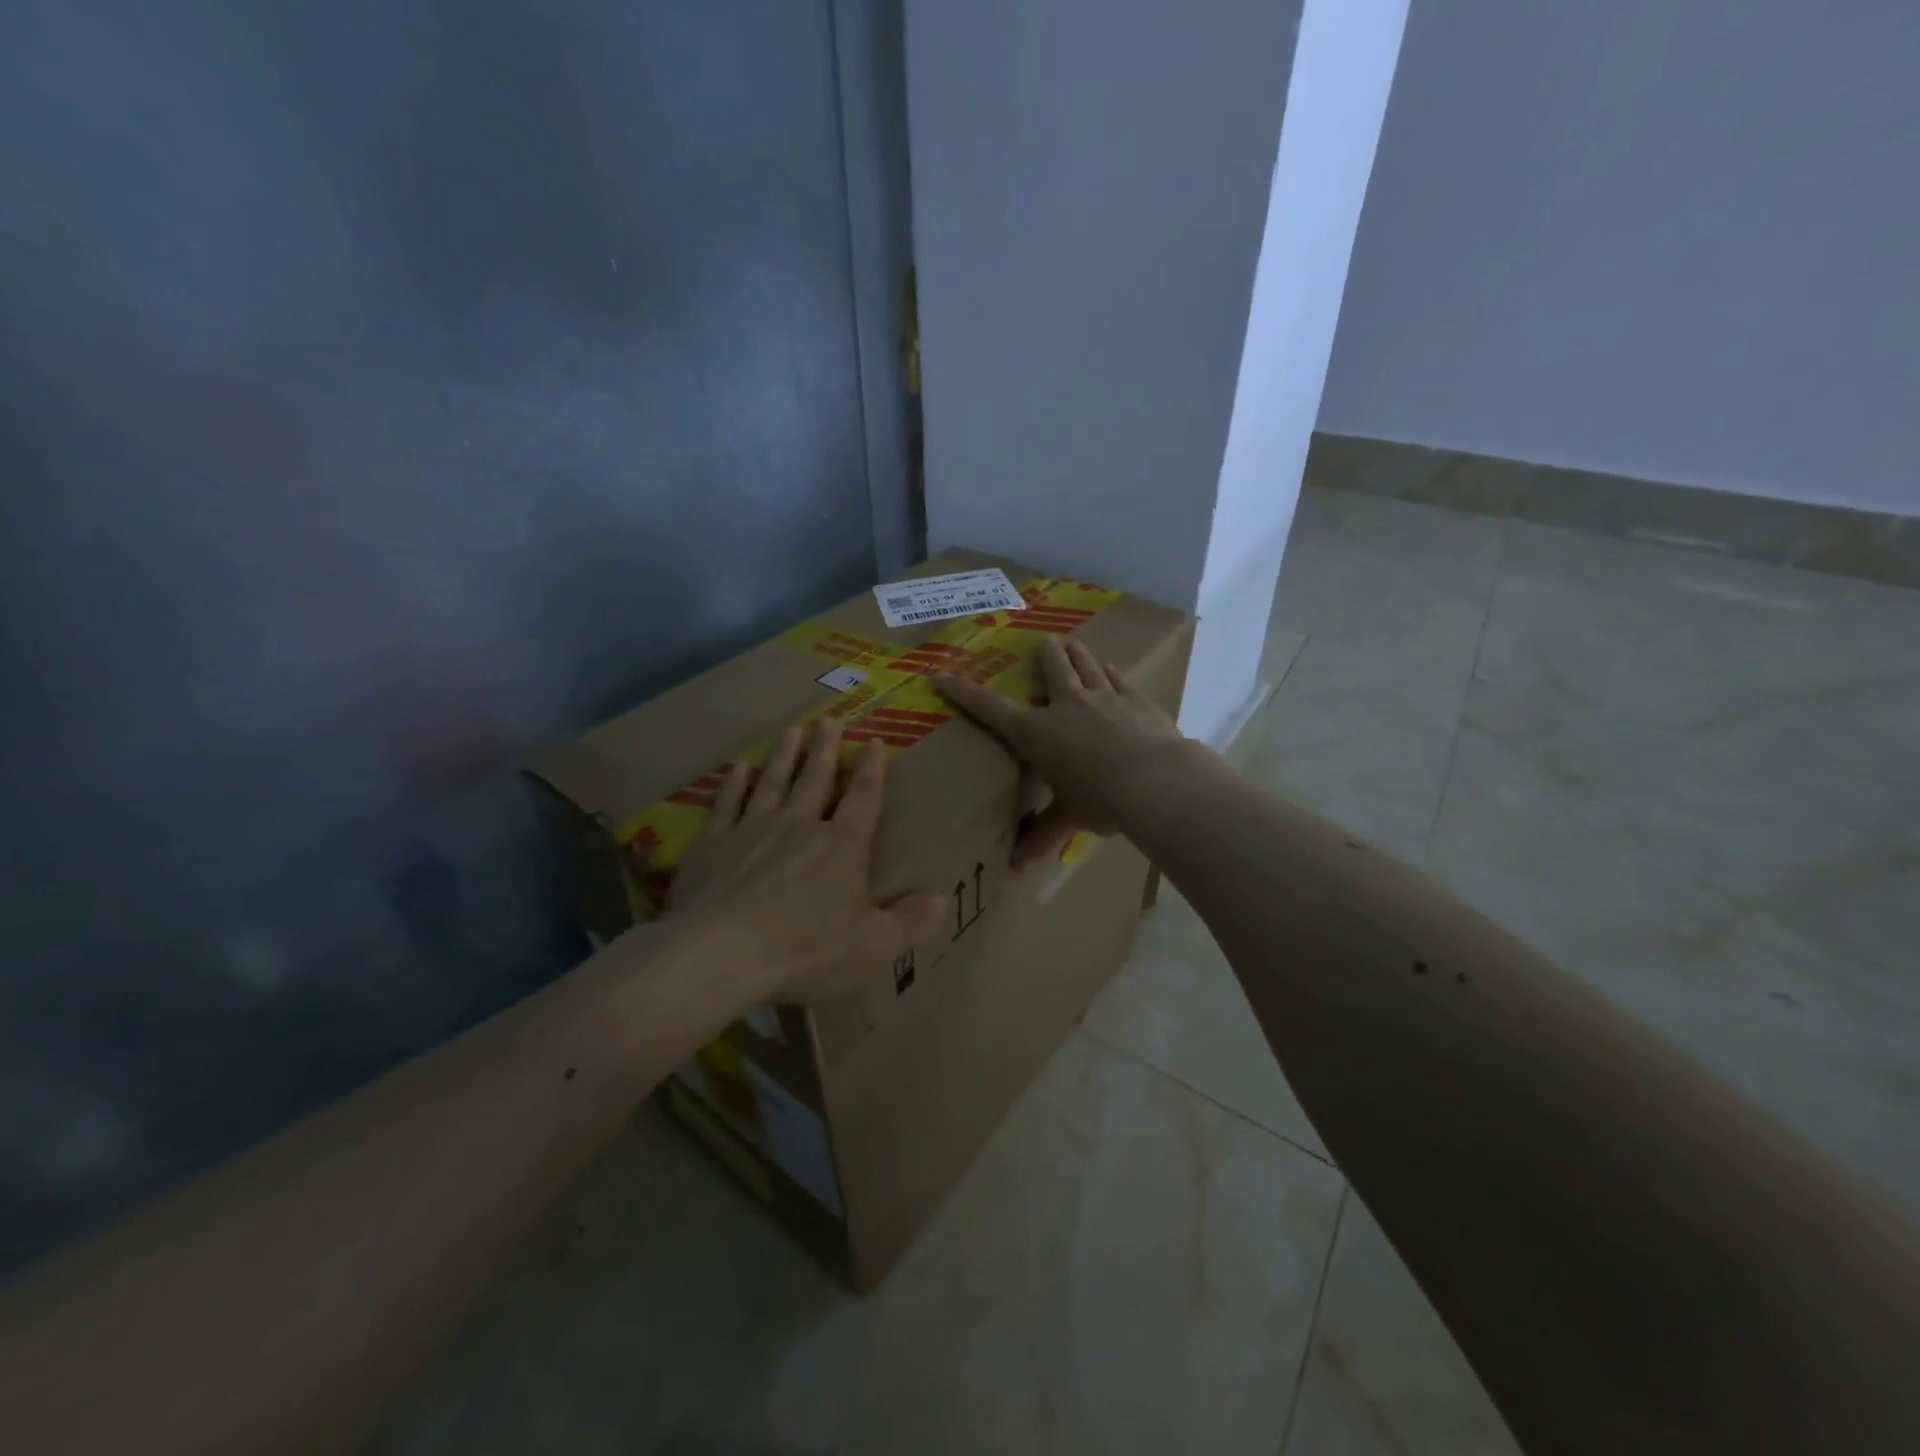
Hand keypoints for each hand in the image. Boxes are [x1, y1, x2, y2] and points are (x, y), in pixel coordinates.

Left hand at [669, 717, 945, 1000]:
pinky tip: (737, 768)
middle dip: (824, 749)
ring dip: (783, 756)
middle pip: (815, 779)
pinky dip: (733, 785)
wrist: (722, 952)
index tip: (874, 742)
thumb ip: (910, 922)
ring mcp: (753, 830)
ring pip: (772, 782)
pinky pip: (727, 804)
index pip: (863, 799)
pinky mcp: (713, 844)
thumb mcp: (873, 947)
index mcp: (841, 846)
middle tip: (828, 720)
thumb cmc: (807, 950)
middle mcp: (799, 826)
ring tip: (791, 730)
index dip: (872, 770)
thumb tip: (945, 900)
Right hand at [934, 637, 1190, 869]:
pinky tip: (1110, 667)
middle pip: (1053, 671)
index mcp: (1037, 733)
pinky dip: (1110, 672)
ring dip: (1077, 654)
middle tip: (1044, 642)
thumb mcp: (1068, 817)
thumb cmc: (1100, 800)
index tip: (940, 674)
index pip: (991, 708)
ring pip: (1086, 667)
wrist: (1155, 782)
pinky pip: (1118, 679)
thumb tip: (1018, 868)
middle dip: (1046, 656)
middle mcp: (1067, 706)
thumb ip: (1043, 836)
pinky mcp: (1135, 700)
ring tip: (1071, 642)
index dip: (963, 692)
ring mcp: (1104, 698)